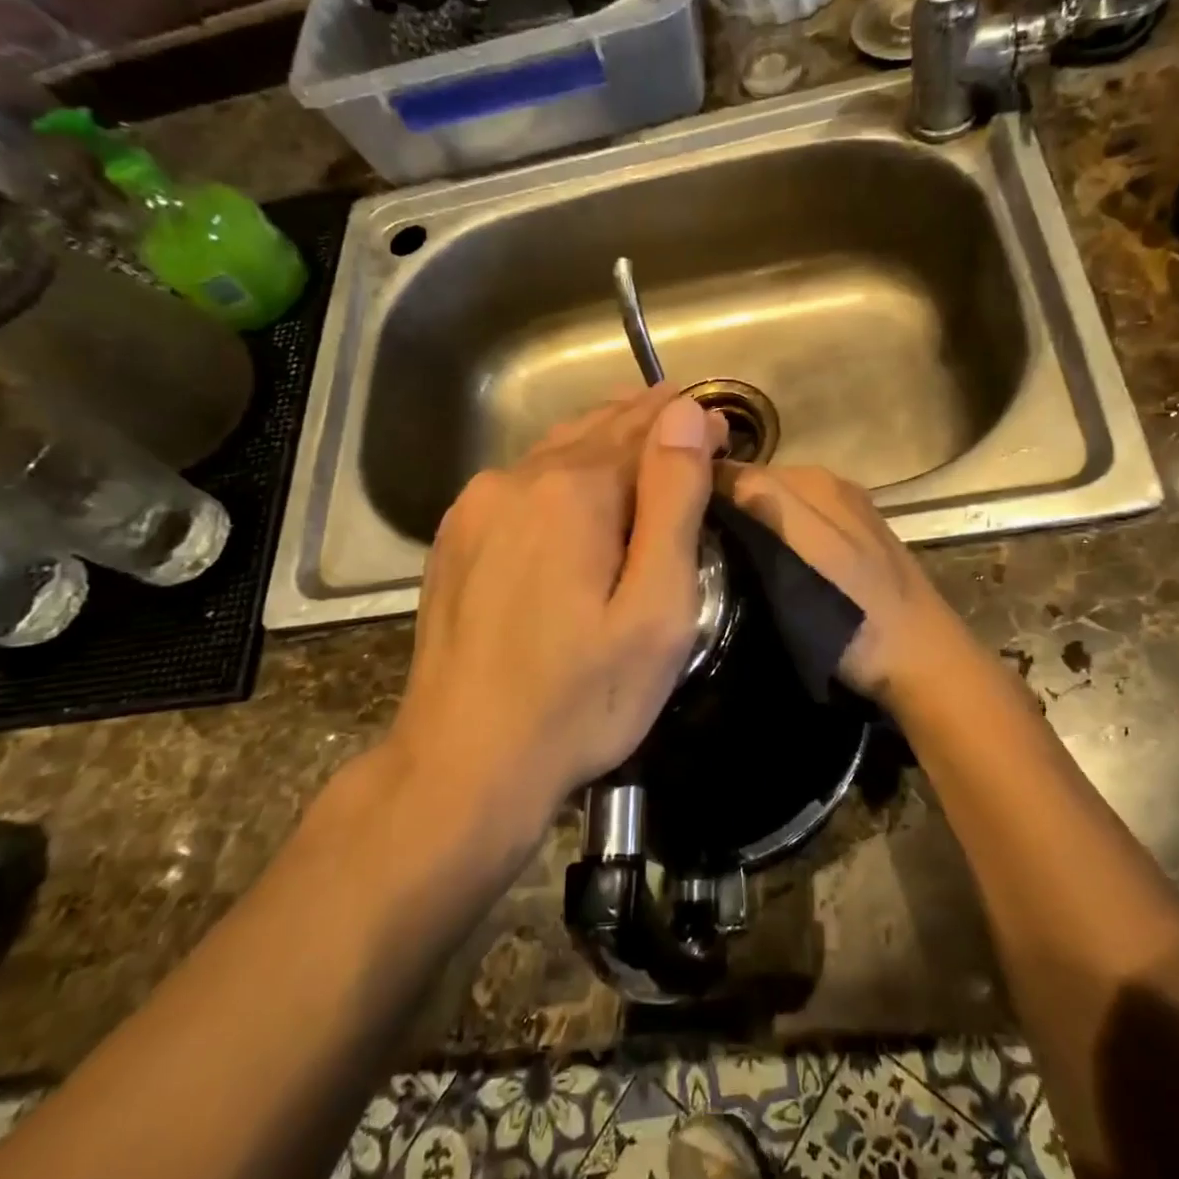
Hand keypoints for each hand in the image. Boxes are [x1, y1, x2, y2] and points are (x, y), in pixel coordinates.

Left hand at [389, 387, 726, 829]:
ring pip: (554, 452)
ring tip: (640, 436)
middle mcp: (516, 480)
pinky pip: (519, 483)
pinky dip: (560, 472)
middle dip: (645, 421)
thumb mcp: (654, 607)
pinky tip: (575, 486)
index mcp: (573, 490)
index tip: (724, 426)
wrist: (463, 764)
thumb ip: (673, 502)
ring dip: (602, 441)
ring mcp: (475, 508)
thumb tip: (686, 415)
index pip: (644, 429)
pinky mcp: (453, 539)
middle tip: (688, 419)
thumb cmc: (581, 697)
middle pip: (595, 430)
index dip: (688, 423)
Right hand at [716, 463, 967, 702]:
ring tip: (720, 568)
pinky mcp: (852, 545)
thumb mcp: (805, 553)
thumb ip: (765, 504)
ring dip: (748, 531)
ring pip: (775, 512)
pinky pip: (796, 532)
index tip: (670, 529)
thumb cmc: (856, 615)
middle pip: (757, 489)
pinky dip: (774, 546)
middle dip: (725, 513)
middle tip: (693, 555)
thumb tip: (710, 470)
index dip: (702, 496)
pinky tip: (765, 575)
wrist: (922, 664)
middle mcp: (830, 487)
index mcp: (815, 481)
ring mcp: (845, 516)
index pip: (738, 471)